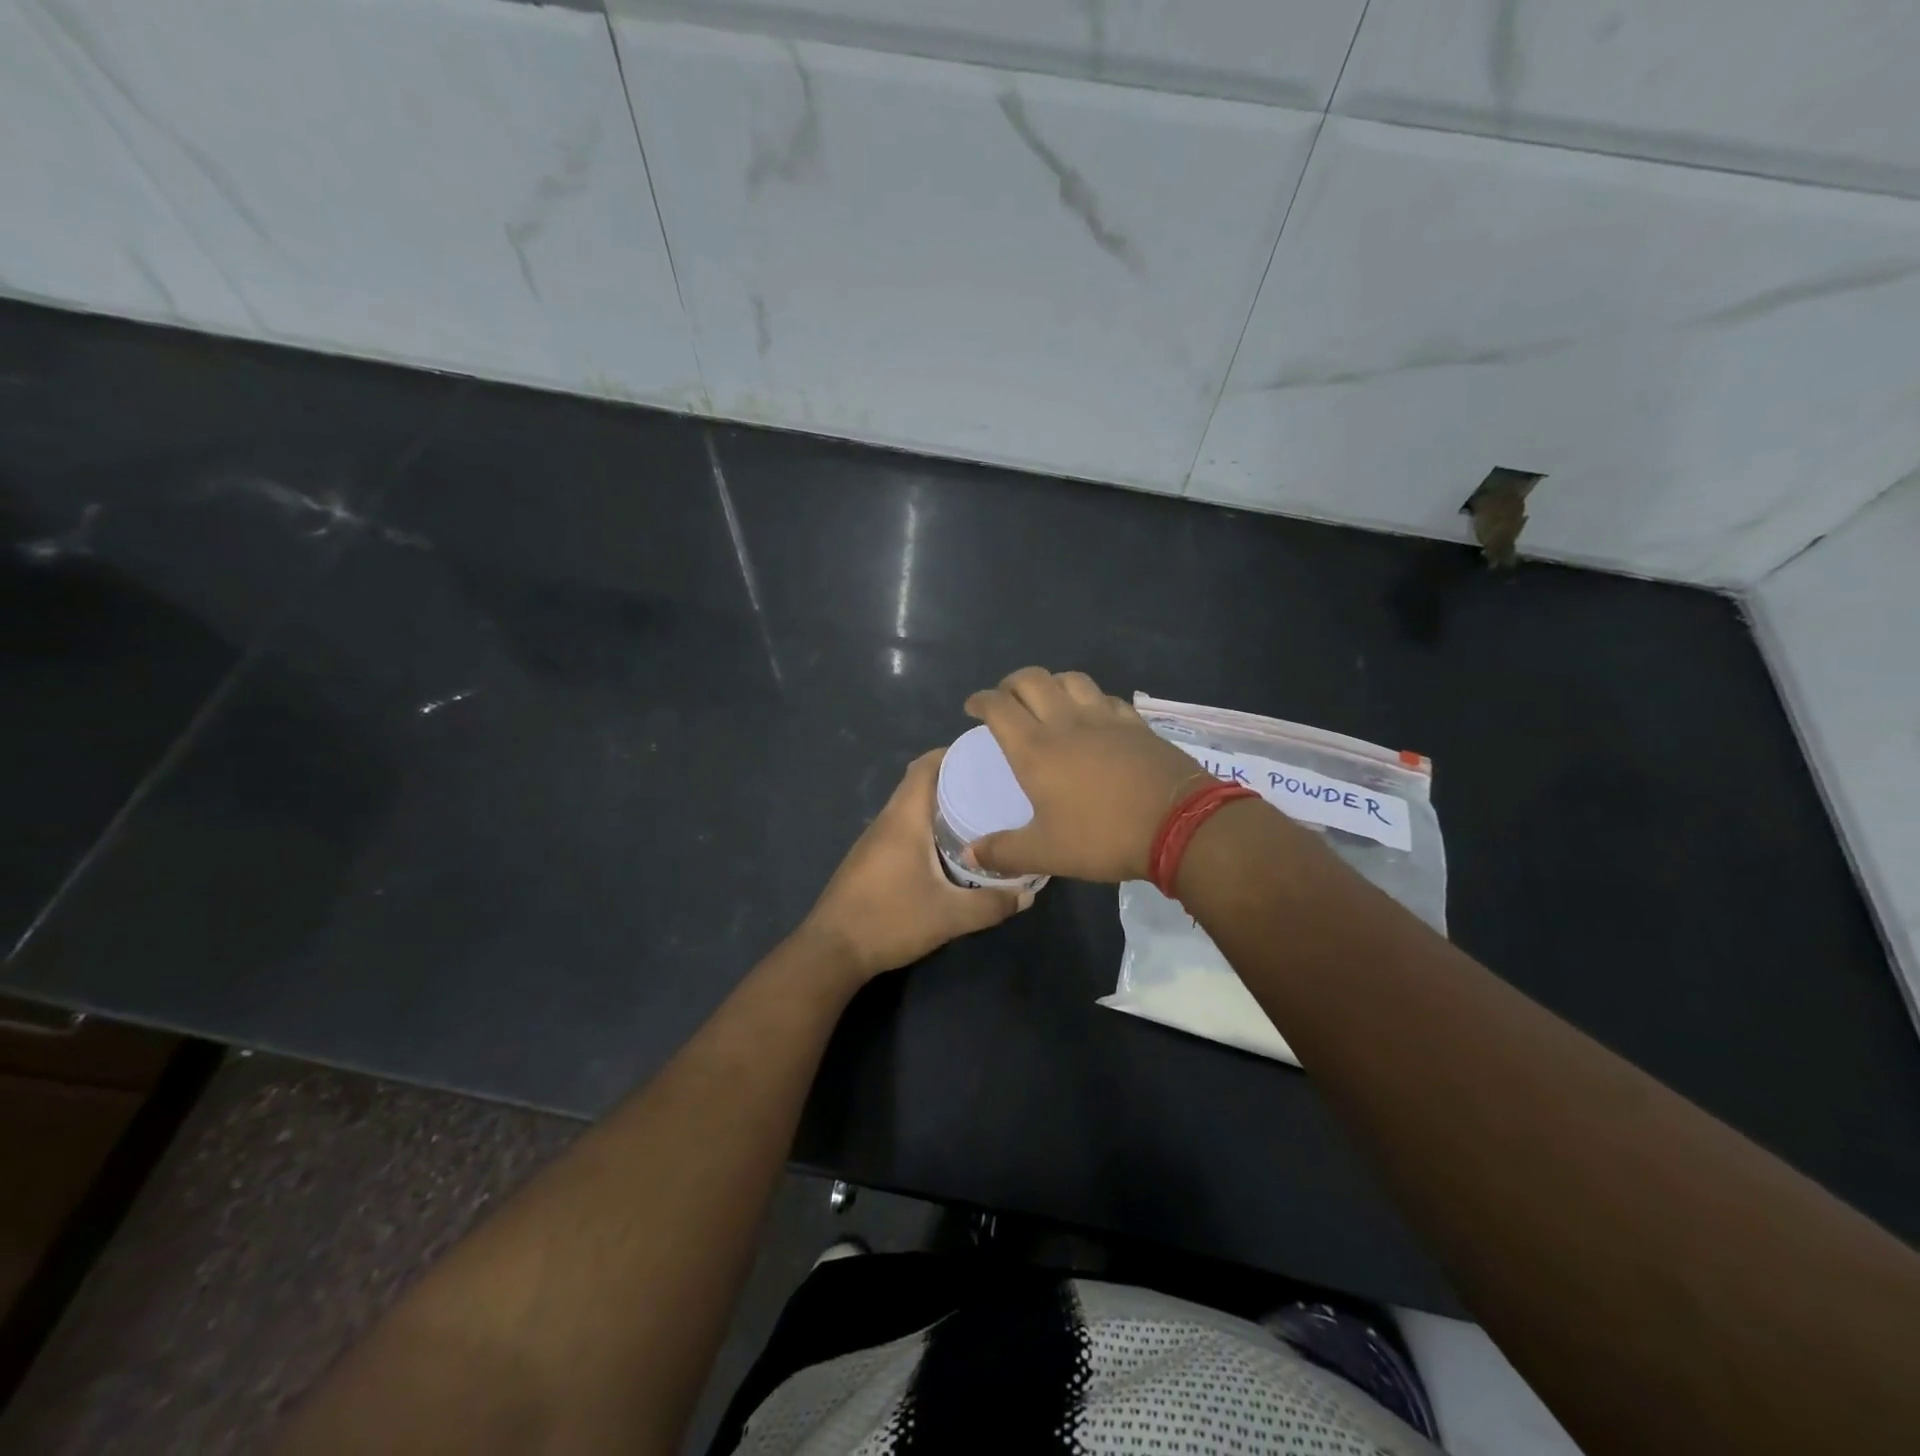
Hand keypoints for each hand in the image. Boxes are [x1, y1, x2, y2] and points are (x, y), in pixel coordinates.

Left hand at [802, 749, 1028, 981]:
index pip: (925, 766)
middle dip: (955, 779)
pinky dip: (927, 826)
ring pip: (911, 807)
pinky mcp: (871, 860)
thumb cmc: (890, 920)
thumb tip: (1029, 893)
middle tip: (993, 787)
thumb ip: (991, 904)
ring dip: (940, 804)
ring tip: (979, 813)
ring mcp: (875, 840)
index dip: (953, 753)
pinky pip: (904, 828)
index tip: (986, 756)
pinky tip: (949, 848)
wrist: (832, 950)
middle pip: (920, 783)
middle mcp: (888, 820)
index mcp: (904, 818)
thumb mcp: (949, 916)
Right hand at [963, 667, 1210, 882]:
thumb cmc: (1103, 836)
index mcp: (1035, 749)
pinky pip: (1105, 697)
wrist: (1179, 825)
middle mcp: (1066, 722)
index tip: (972, 708)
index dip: (980, 701)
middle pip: (1031, 679)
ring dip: (1051, 683)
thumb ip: (1003, 852)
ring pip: (1070, 679)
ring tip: (1047, 701)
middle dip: (1011, 684)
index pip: (998, 707)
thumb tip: (968, 855)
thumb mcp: (1046, 853)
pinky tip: (1093, 715)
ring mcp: (1105, 718)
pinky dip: (1089, 698)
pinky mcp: (1135, 723)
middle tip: (1006, 701)